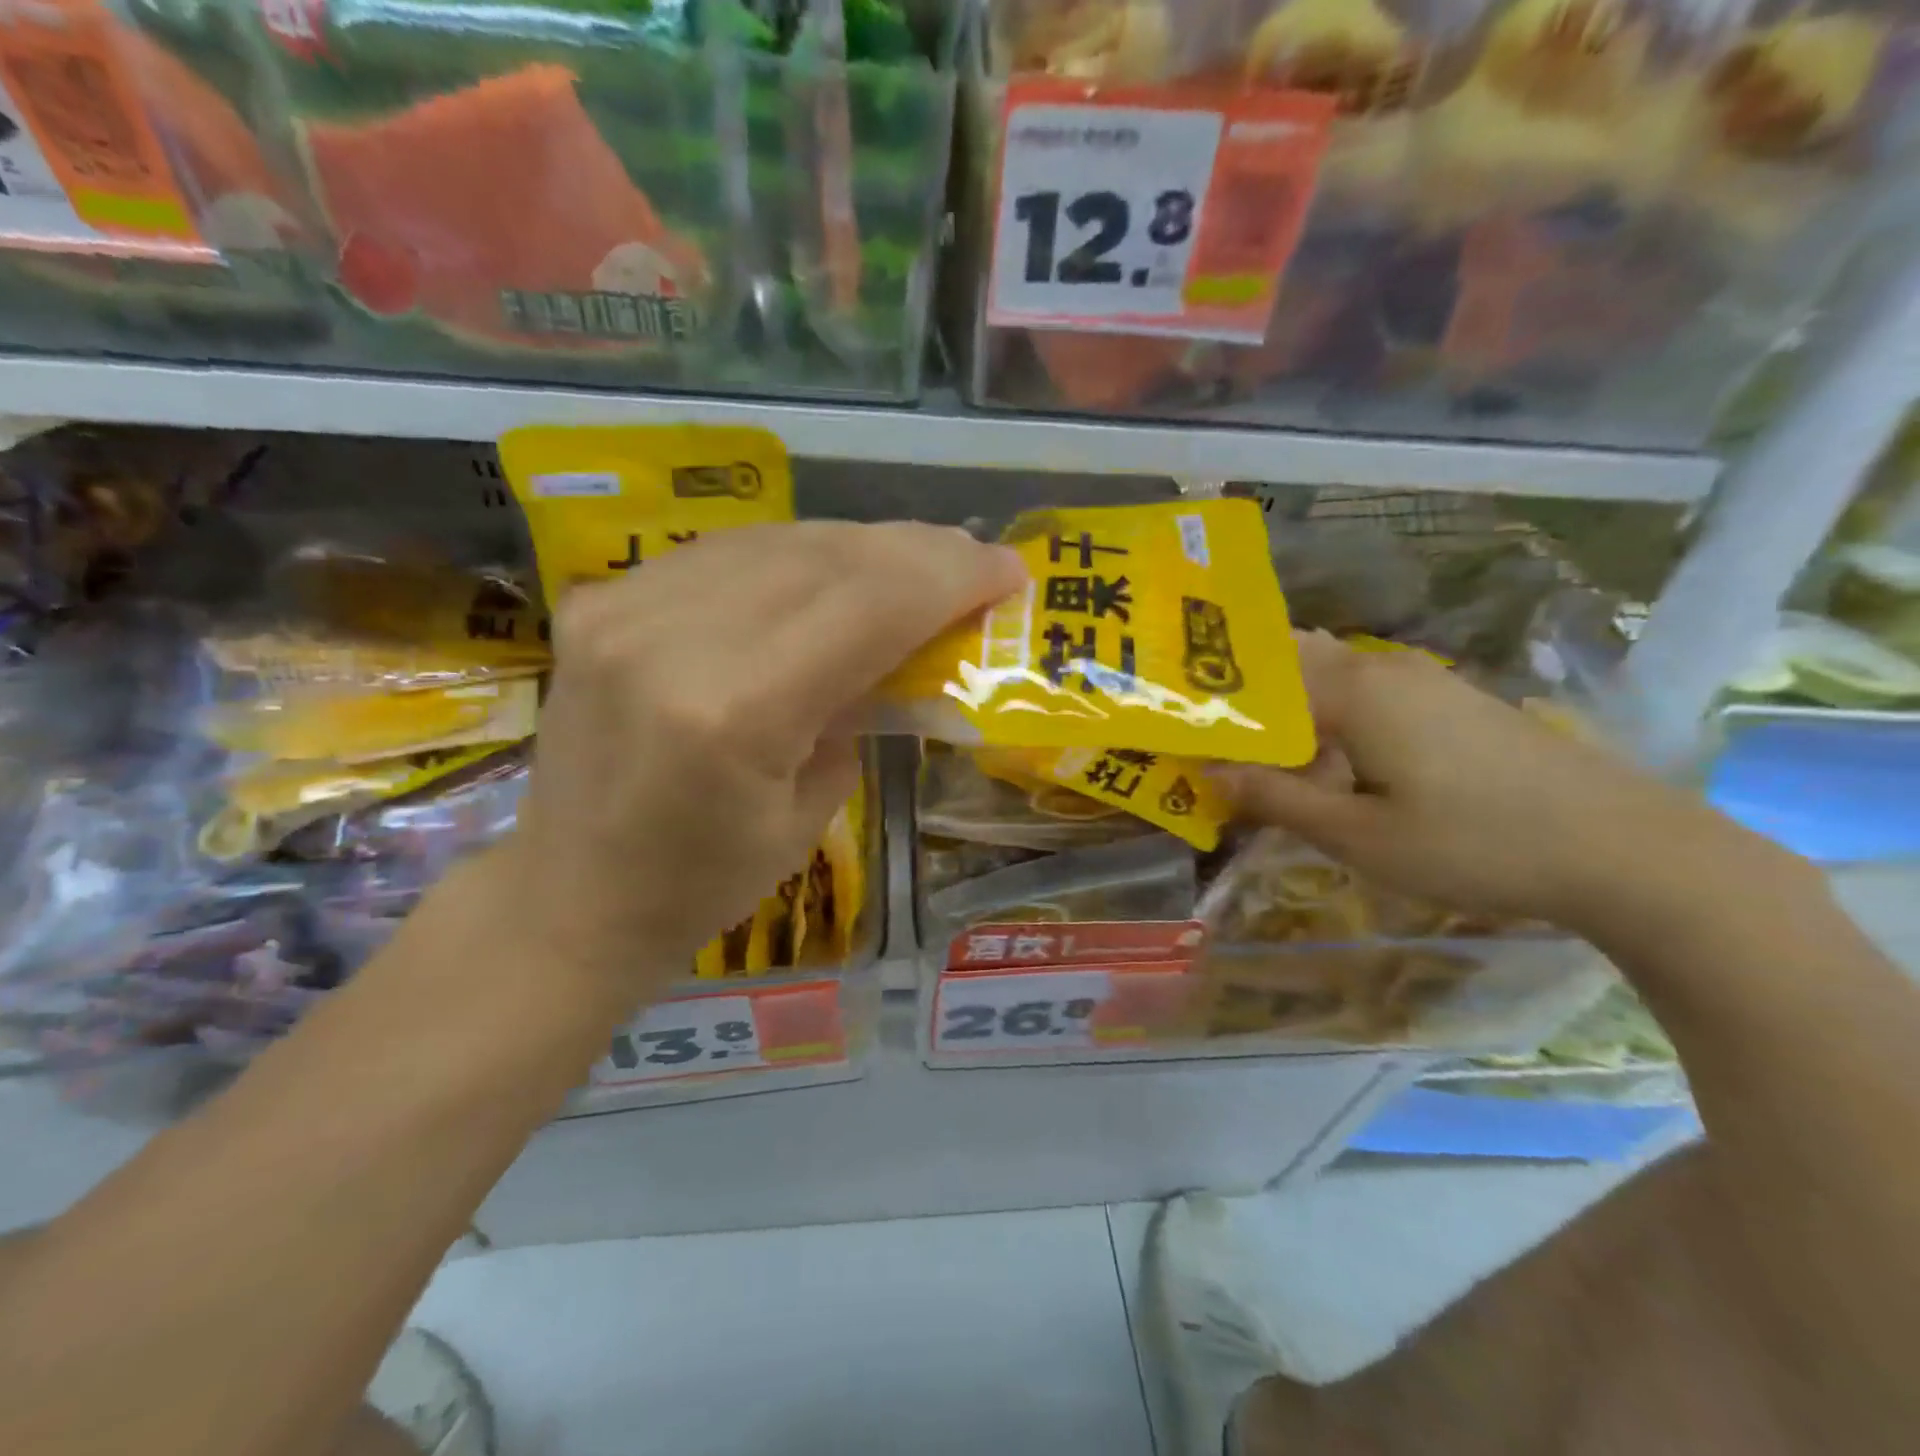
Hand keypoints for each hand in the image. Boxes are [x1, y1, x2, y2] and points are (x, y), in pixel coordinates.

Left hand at [492, 521, 1024, 1005]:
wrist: (571, 894)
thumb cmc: (705, 883)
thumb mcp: (812, 809)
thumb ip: (863, 709)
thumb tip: (911, 643)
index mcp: (735, 710)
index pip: (868, 605)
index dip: (949, 577)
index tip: (1007, 570)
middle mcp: (672, 638)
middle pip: (827, 556)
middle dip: (916, 551)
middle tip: (970, 560)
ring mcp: (623, 608)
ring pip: (777, 539)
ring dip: (860, 545)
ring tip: (911, 563)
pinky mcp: (599, 600)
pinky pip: (725, 553)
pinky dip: (793, 555)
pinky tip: (828, 572)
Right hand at [1212, 633, 1797, 936]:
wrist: (1626, 848)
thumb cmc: (1476, 844)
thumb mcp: (1360, 837)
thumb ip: (1277, 800)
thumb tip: (1209, 773)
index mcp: (1352, 691)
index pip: (1255, 683)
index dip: (1210, 705)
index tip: (1175, 730)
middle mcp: (1382, 668)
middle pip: (1289, 660)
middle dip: (1241, 689)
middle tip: (1201, 727)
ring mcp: (1423, 679)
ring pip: (1328, 672)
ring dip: (1284, 699)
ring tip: (1248, 739)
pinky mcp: (1451, 700)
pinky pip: (1364, 688)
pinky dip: (1326, 709)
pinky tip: (1323, 750)